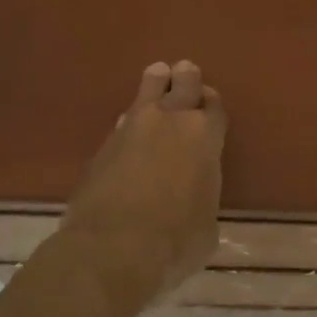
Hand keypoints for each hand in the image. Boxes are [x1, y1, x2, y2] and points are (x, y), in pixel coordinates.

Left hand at [60, 61, 226, 305]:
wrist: (112, 247)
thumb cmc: (176, 240)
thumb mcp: (207, 225)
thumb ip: (203, 197)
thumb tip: (193, 199)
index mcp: (205, 137)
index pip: (214, 107)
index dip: (212, 103)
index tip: (208, 101)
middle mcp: (170, 122)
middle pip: (182, 85)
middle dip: (186, 78)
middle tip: (185, 70)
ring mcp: (132, 129)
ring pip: (147, 92)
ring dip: (155, 84)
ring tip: (157, 74)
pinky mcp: (102, 145)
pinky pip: (123, 121)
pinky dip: (130, 120)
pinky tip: (129, 124)